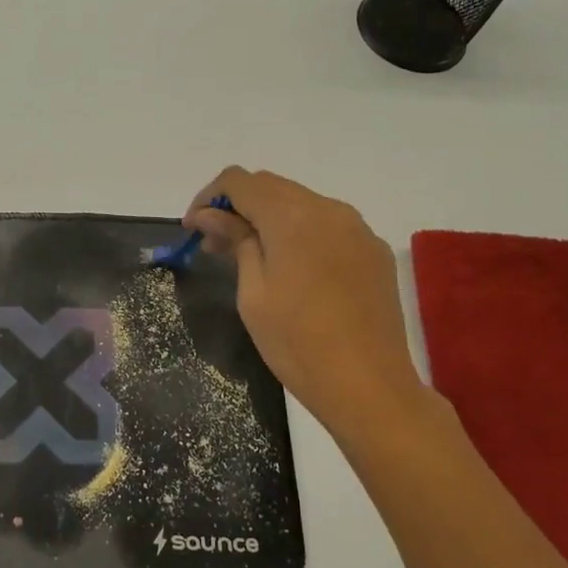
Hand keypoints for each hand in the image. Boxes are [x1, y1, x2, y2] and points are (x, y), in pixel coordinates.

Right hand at [185, 167, 424, 438]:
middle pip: (271, 187)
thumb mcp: (253, 292)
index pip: (239, 181)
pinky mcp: (374, 250)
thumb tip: (209, 214)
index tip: (193, 229)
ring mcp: (357, 228)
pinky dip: (300, 233)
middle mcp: (328, 209)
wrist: (368, 385)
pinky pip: (328, 225)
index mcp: (292, 217)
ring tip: (251, 257)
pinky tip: (293, 270)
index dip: (209, 198)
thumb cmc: (297, 343)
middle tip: (215, 245)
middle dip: (237, 207)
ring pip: (301, 203)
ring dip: (269, 218)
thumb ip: (235, 241)